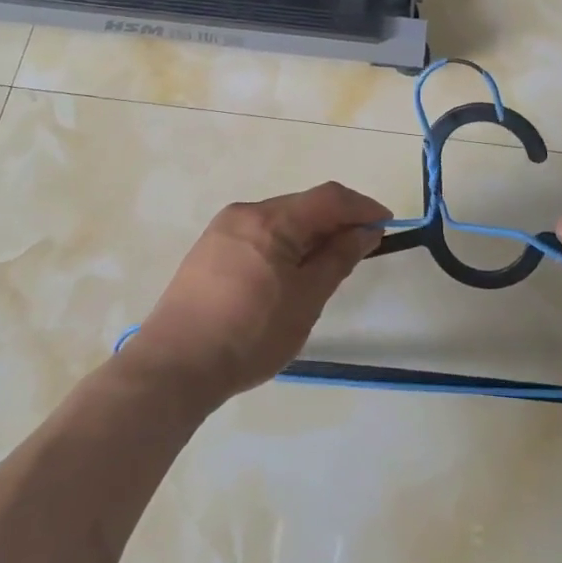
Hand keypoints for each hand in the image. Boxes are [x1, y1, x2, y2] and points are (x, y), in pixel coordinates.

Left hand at [126, 181, 390, 401]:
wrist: (175, 366)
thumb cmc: (250, 335)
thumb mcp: (306, 300)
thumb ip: (338, 259)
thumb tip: (366, 230)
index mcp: (271, 220)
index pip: (328, 197)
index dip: (361, 206)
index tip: (386, 224)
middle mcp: (246, 212)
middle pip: (302, 205)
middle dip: (335, 221)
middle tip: (360, 249)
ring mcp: (222, 229)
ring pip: (279, 220)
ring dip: (308, 234)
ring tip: (326, 266)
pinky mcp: (209, 249)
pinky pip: (258, 234)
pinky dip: (283, 244)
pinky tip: (288, 274)